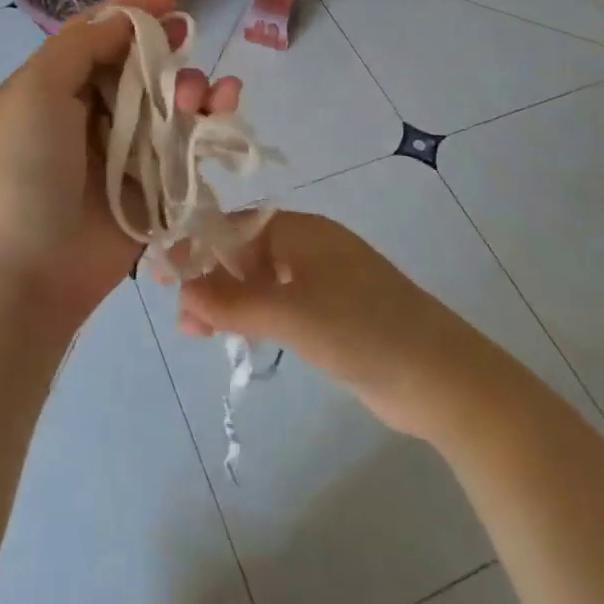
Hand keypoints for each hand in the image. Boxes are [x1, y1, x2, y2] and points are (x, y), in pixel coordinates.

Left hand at [0, 0, 242, 330]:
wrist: (30, 272)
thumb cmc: (25, 173)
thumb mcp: (35, 92)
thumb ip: (81, 46)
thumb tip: (126, 20)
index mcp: (55, 86)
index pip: (98, 34)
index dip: (132, 14)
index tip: (170, 0)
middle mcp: (91, 111)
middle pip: (141, 64)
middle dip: (168, 51)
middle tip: (187, 45)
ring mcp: (125, 148)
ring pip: (170, 100)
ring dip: (192, 85)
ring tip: (202, 97)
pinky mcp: (156, 182)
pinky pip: (189, 141)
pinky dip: (210, 120)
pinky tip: (225, 108)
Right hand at [176, 211, 475, 437]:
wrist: (441, 377)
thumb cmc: (362, 329)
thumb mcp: (291, 314)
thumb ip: (232, 303)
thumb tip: (180, 290)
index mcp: (302, 231)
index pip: (235, 226)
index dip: (196, 245)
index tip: (161, 272)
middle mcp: (310, 248)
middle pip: (245, 253)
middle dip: (209, 279)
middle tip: (179, 314)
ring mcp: (324, 282)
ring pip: (261, 282)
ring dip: (228, 302)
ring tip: (196, 333)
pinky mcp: (334, 315)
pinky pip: (280, 306)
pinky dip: (254, 318)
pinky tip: (236, 338)